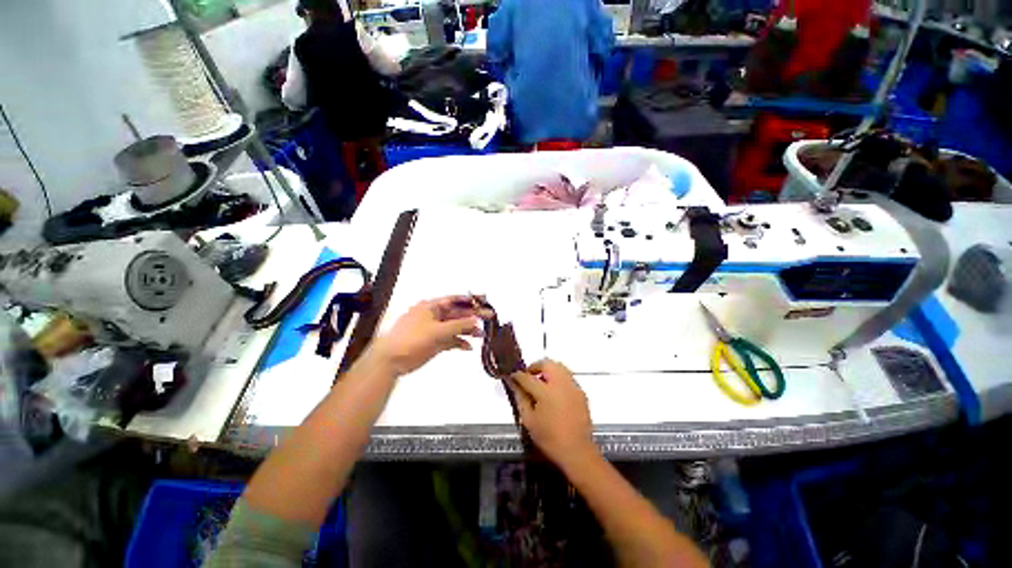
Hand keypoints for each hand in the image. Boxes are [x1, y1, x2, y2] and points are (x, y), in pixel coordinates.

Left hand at [369, 296, 491, 375]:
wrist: (392, 360)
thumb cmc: (411, 339)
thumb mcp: (436, 330)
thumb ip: (458, 325)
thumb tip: (475, 319)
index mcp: (431, 307)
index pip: (453, 300)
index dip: (468, 300)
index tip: (483, 300)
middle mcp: (434, 316)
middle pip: (457, 314)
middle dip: (472, 316)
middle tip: (488, 318)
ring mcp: (435, 330)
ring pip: (455, 327)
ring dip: (468, 330)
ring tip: (482, 335)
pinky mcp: (435, 343)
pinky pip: (451, 340)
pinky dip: (460, 343)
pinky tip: (468, 347)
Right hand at [509, 360, 596, 469]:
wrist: (577, 451)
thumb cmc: (549, 438)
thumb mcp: (529, 420)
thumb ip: (521, 398)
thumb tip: (514, 384)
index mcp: (546, 392)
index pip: (527, 377)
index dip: (518, 375)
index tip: (513, 376)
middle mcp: (561, 384)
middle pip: (547, 364)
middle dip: (535, 367)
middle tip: (528, 376)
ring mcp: (573, 386)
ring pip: (559, 367)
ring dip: (548, 370)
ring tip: (541, 382)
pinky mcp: (581, 392)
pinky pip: (567, 377)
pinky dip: (558, 378)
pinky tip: (554, 391)